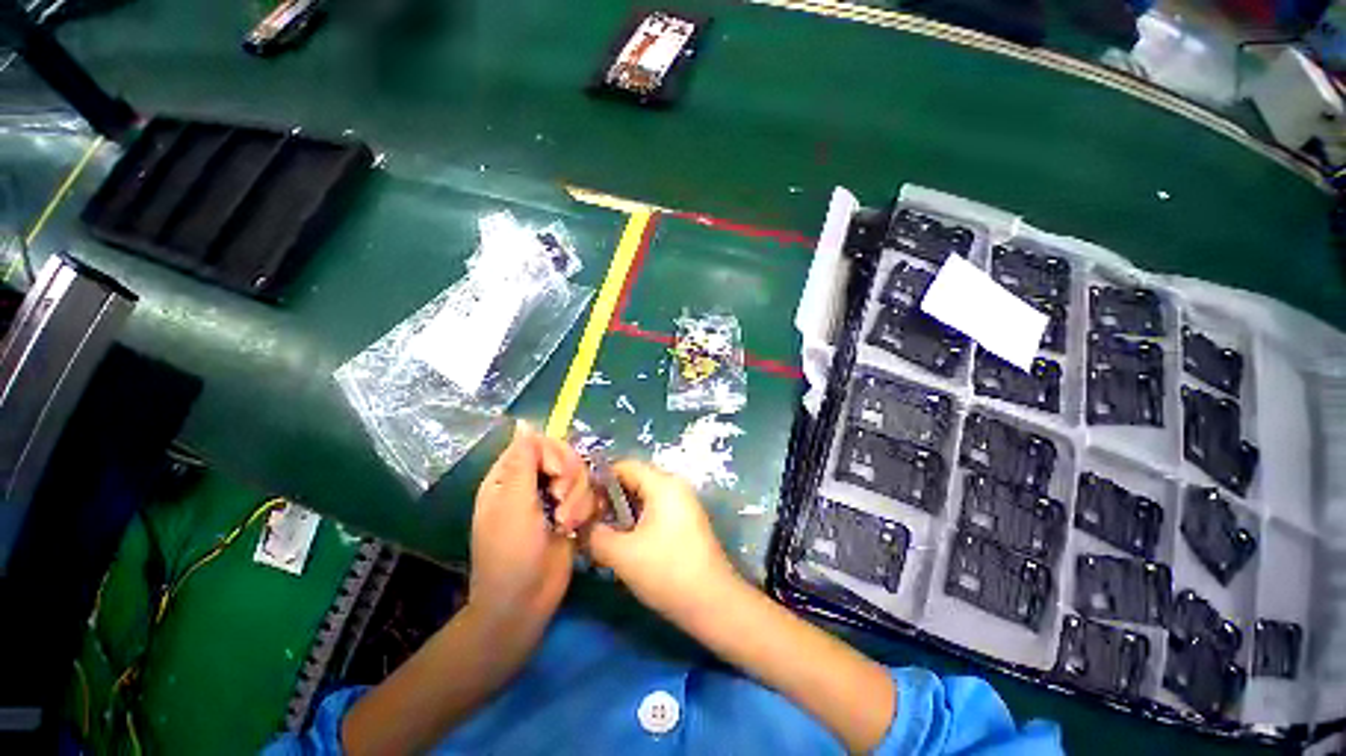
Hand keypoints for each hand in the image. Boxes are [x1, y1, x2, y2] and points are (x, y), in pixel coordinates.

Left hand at [469, 422, 597, 631]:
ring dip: (577, 497)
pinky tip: (574, 527)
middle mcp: (533, 482)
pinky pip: (589, 494)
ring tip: (565, 521)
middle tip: (560, 500)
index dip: (553, 454)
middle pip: (564, 456)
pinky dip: (585, 509)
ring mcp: (554, 498)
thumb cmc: (510, 552)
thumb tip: (523, 423)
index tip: (556, 475)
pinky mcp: (572, 511)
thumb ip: (522, 461)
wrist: (526, 601)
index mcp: (510, 476)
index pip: (539, 443)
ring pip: (580, 475)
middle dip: (569, 477)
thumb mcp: (512, 504)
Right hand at [584, 461, 741, 623]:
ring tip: (602, 536)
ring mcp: (683, 504)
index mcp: (663, 484)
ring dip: (621, 514)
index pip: (624, 466)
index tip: (581, 504)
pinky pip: (655, 511)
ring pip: (643, 498)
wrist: (713, 603)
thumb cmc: (666, 571)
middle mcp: (675, 486)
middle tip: (589, 523)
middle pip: (634, 481)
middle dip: (609, 500)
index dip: (599, 481)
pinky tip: (624, 545)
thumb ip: (594, 535)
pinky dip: (637, 522)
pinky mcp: (685, 522)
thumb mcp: (622, 554)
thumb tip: (581, 527)